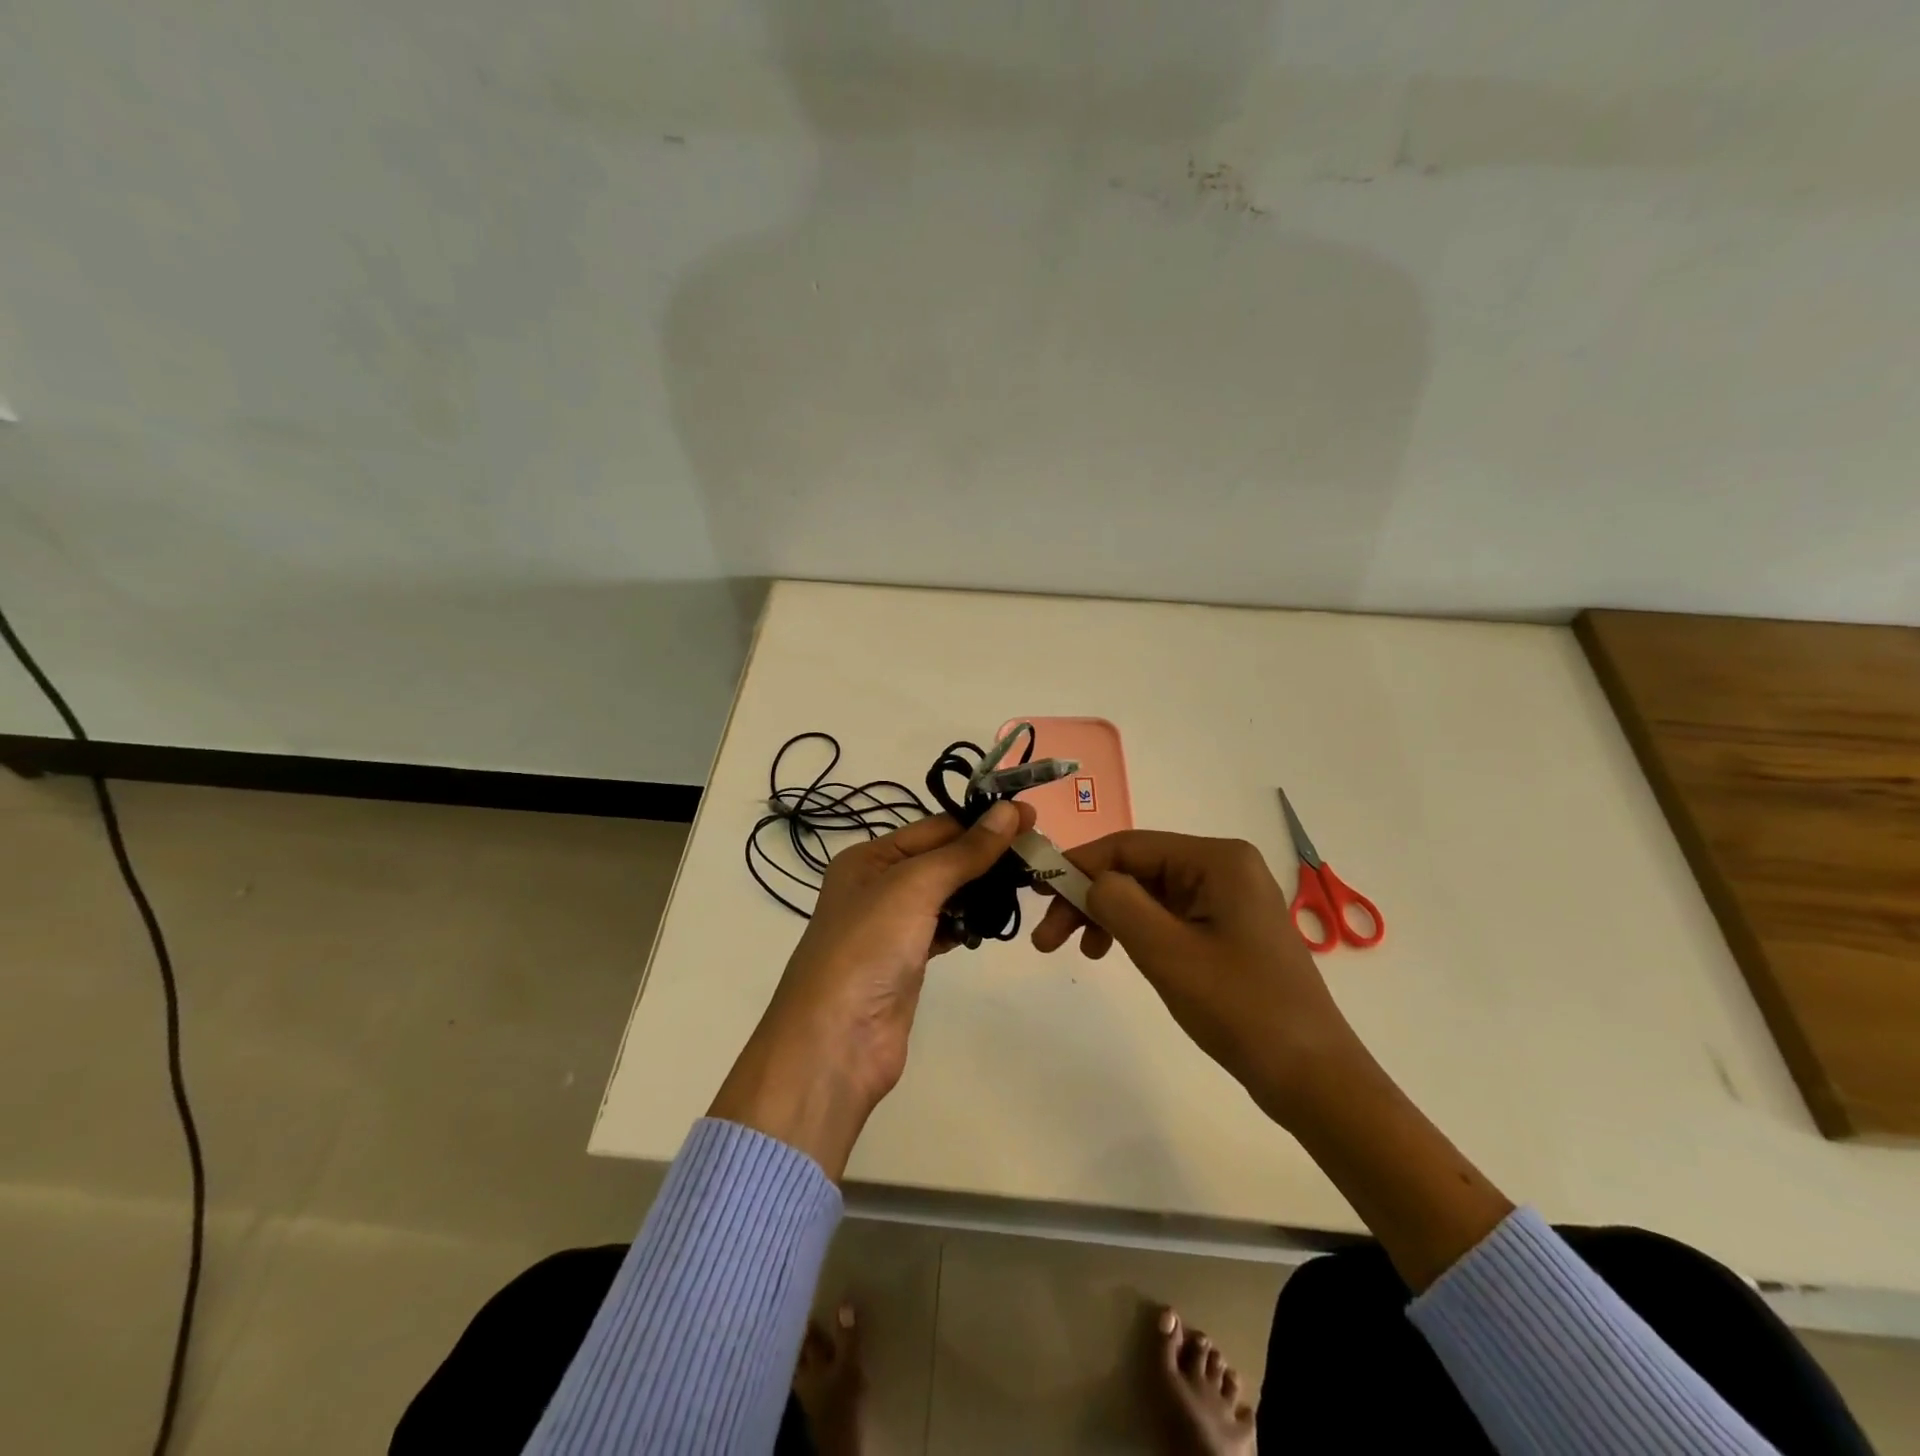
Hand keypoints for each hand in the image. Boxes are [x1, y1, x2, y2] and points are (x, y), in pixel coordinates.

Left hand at [711, 799, 1034, 1177]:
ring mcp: (892, 926)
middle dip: (986, 855)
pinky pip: (945, 929)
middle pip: (942, 859)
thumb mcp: (914, 886)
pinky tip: (993, 923)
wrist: (837, 1041)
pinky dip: (968, 924)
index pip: (935, 827)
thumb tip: (1009, 811)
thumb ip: (964, 851)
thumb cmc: (868, 947)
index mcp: (869, 858)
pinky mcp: (908, 961)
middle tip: (1037, 853)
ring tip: (1027, 884)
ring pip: (946, 895)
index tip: (1030, 817)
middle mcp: (878, 886)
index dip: (982, 822)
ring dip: (981, 890)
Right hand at [1030, 831, 1361, 1124]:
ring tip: (1078, 952)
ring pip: (1147, 894)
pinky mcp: (1226, 930)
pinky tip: (1112, 953)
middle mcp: (1223, 868)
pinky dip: (1133, 932)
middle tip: (1047, 938)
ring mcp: (1226, 900)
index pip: (1129, 846)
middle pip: (1136, 869)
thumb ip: (1118, 903)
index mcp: (1217, 860)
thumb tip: (1090, 881)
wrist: (1312, 1078)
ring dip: (1106, 917)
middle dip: (1089, 898)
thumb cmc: (1240, 1008)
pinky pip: (1166, 917)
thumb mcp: (1167, 952)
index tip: (1036, 892)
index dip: (1078, 865)